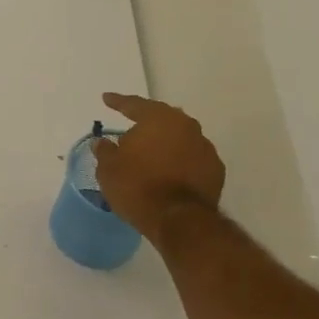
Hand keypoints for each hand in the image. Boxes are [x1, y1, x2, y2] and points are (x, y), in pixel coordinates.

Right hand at [91, 92, 227, 241]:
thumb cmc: (137, 187)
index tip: (106, 98)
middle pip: (162, 118)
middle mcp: (185, 125)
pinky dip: (180, 161)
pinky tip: (169, 172)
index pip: (134, 105)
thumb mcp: (108, 169)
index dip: (118, 102)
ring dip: (165, 143)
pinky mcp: (216, 170)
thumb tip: (102, 142)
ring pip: (180, 137)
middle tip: (132, 128)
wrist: (179, 220)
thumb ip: (105, 151)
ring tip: (151, 154)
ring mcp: (205, 147)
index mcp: (158, 118)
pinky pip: (192, 158)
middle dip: (146, 122)